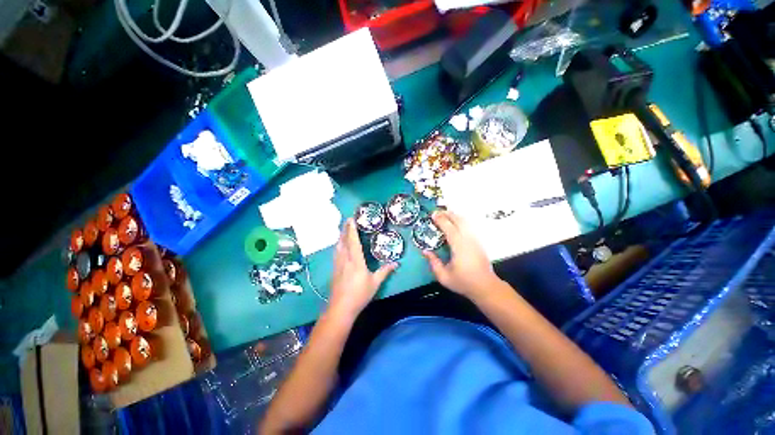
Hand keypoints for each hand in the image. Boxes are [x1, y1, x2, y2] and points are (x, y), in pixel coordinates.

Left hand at [329, 218, 396, 318]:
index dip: (352, 229)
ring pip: (338, 246)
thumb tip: (396, 263)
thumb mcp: (375, 283)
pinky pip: (336, 252)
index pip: (353, 241)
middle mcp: (345, 259)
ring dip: (341, 236)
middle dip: (345, 229)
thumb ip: (385, 271)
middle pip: (343, 240)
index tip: (351, 219)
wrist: (341, 308)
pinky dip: (338, 245)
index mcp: (356, 260)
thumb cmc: (360, 294)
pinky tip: (339, 245)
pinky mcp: (335, 269)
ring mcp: (338, 264)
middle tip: (347, 220)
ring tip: (343, 229)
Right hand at [423, 210, 500, 299]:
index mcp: (459, 246)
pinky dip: (460, 221)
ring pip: (465, 222)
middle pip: (459, 220)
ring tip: (445, 215)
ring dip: (455, 216)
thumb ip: (433, 263)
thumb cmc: (464, 282)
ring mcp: (475, 240)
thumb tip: (425, 251)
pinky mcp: (478, 242)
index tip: (432, 214)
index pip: (449, 228)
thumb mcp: (444, 276)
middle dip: (448, 214)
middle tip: (437, 212)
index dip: (440, 220)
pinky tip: (455, 223)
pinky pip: (469, 226)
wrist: (486, 287)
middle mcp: (468, 239)